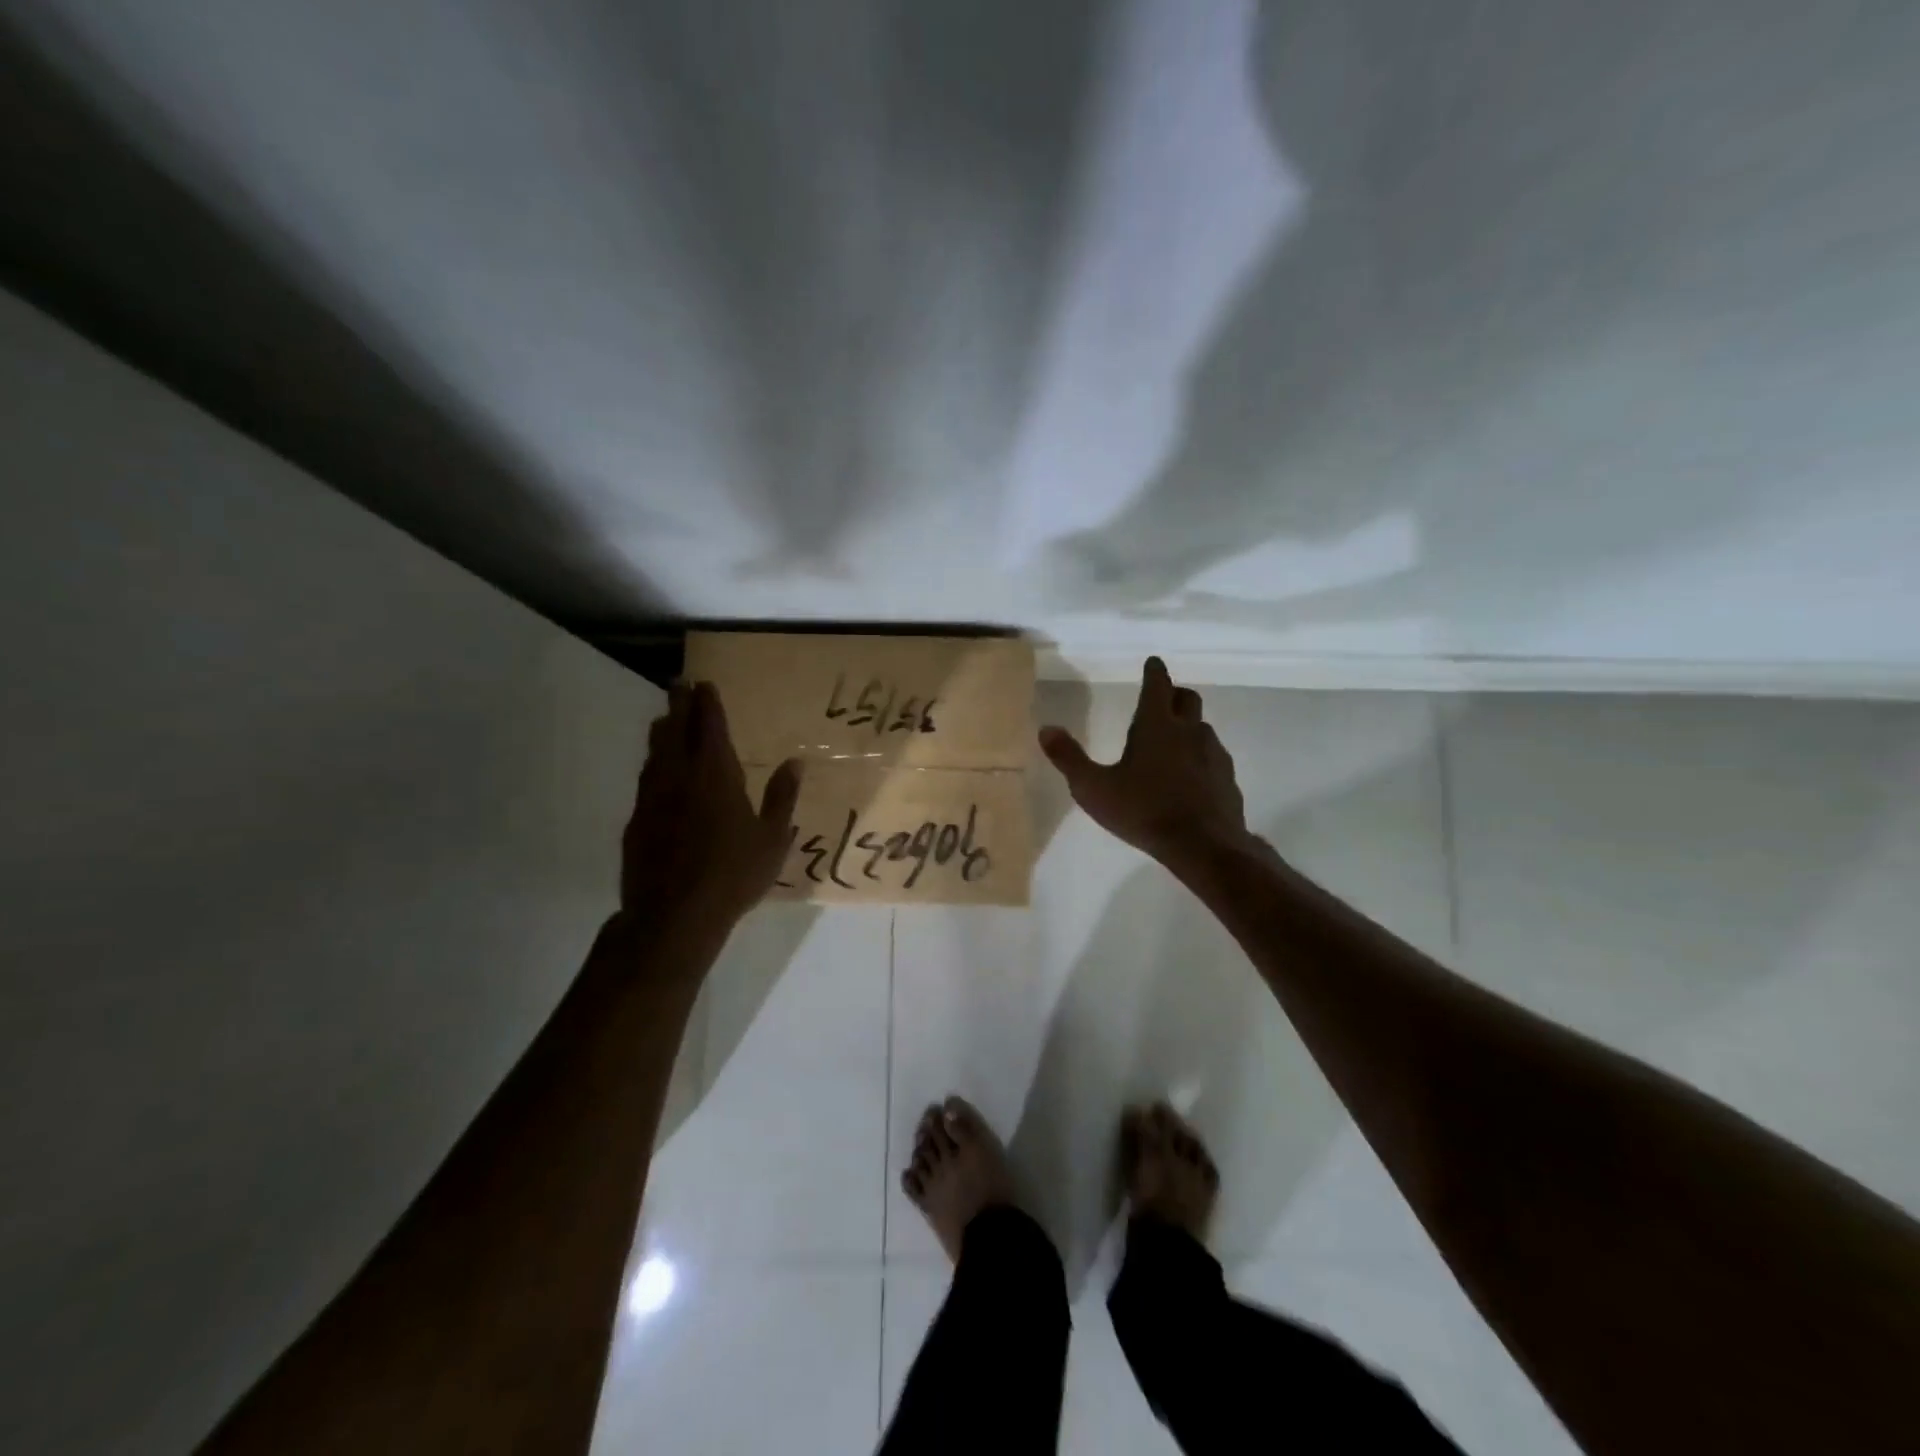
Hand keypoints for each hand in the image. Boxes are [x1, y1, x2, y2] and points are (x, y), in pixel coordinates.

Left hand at [621, 682, 800, 935]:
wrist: (673, 915)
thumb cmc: (733, 875)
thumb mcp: (772, 838)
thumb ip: (782, 797)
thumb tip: (795, 762)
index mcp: (715, 775)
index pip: (709, 726)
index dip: (707, 703)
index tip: (704, 684)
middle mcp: (679, 776)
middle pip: (675, 730)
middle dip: (678, 704)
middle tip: (679, 685)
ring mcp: (652, 798)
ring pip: (655, 753)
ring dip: (662, 732)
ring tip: (666, 720)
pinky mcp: (636, 821)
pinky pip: (645, 781)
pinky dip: (653, 766)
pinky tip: (656, 773)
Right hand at [1038, 657, 1252, 872]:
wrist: (1202, 846)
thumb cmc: (1143, 811)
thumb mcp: (1093, 788)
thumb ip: (1068, 758)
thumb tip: (1046, 729)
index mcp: (1156, 725)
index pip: (1158, 684)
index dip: (1154, 671)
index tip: (1153, 663)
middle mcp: (1189, 731)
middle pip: (1187, 699)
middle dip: (1174, 694)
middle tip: (1162, 700)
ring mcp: (1213, 754)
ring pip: (1202, 728)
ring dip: (1188, 728)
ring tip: (1172, 745)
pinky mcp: (1227, 779)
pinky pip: (1213, 758)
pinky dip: (1200, 758)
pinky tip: (1190, 778)